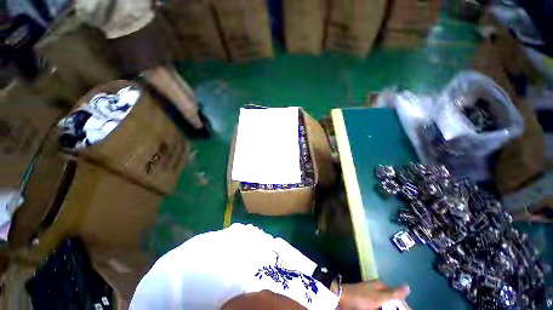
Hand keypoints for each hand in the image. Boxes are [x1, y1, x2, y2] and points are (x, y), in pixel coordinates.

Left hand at [337, 280, 410, 309]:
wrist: (341, 298)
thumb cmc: (361, 298)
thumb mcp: (378, 297)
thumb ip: (393, 293)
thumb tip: (408, 286)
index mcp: (380, 287)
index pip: (397, 297)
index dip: (404, 306)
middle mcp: (376, 290)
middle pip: (390, 302)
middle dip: (395, 308)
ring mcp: (370, 297)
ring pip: (383, 305)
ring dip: (387, 307)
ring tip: (385, 309)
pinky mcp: (365, 303)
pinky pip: (376, 307)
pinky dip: (379, 308)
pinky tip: (379, 308)